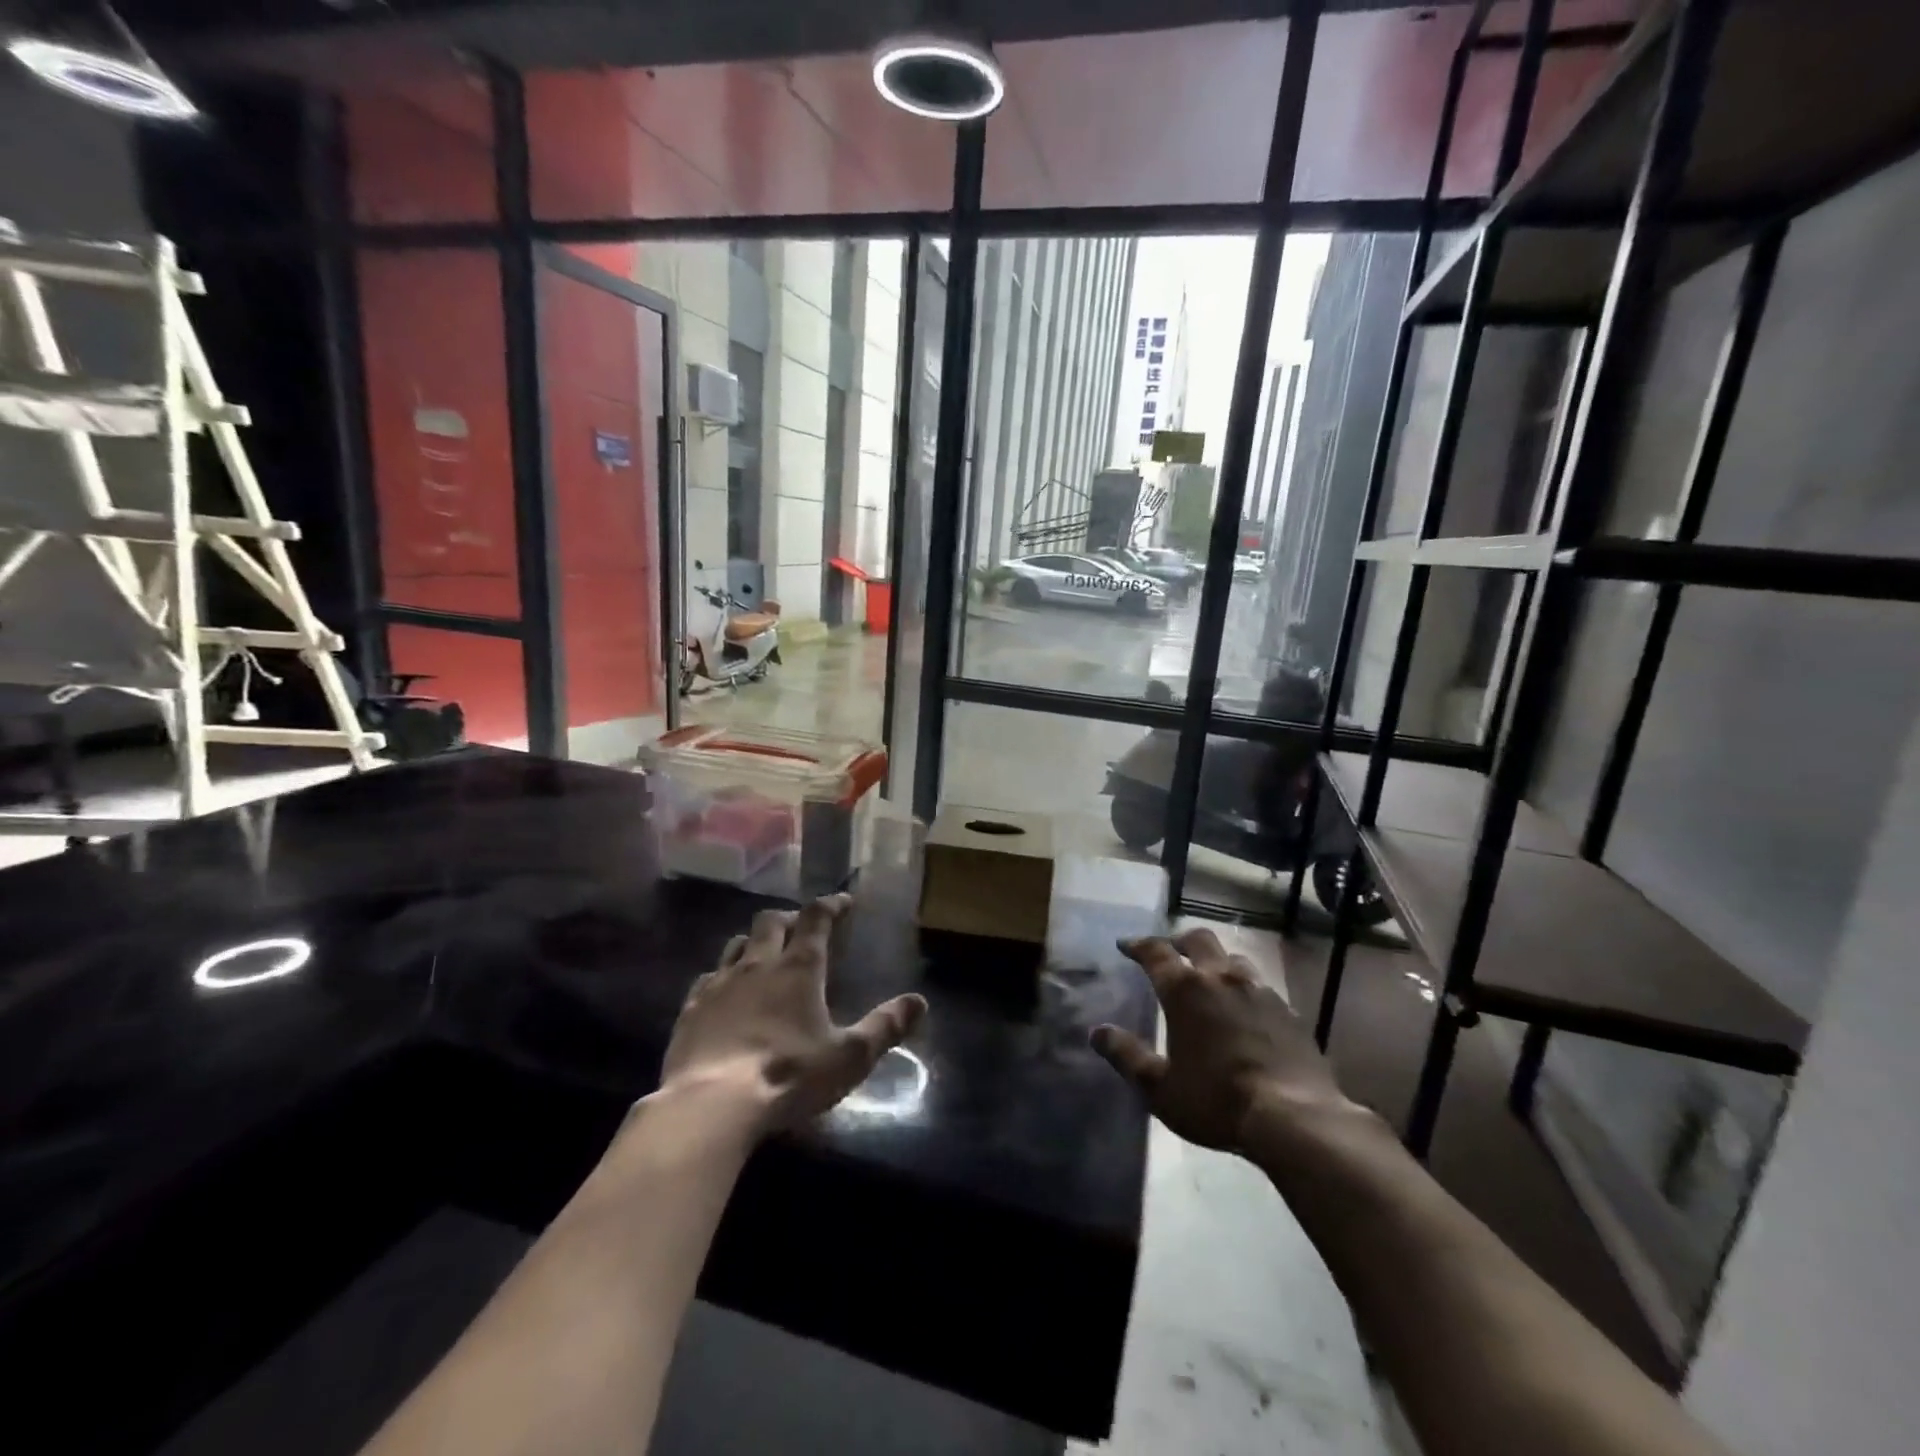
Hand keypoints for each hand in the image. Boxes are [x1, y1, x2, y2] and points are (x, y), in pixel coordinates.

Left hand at [662, 894, 926, 1133]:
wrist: (710, 1105)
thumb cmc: (788, 1075)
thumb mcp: (849, 1056)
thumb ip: (885, 1027)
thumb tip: (919, 1002)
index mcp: (799, 968)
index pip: (817, 918)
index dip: (831, 905)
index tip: (843, 901)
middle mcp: (758, 964)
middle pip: (770, 921)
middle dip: (789, 917)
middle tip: (802, 928)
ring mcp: (719, 984)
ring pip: (736, 944)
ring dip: (753, 942)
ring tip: (764, 955)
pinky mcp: (690, 1009)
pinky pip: (707, 977)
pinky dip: (722, 976)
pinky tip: (724, 993)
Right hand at [1091, 928, 1352, 1153]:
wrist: (1295, 1118)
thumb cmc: (1217, 1100)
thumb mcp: (1159, 1087)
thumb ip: (1126, 1055)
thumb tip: (1097, 1032)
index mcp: (1186, 990)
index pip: (1156, 952)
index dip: (1137, 945)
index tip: (1125, 945)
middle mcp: (1222, 978)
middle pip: (1198, 939)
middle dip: (1179, 941)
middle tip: (1170, 952)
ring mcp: (1260, 991)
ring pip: (1233, 958)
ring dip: (1215, 961)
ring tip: (1209, 978)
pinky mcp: (1288, 1010)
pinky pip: (1260, 985)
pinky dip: (1244, 987)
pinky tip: (1245, 1009)